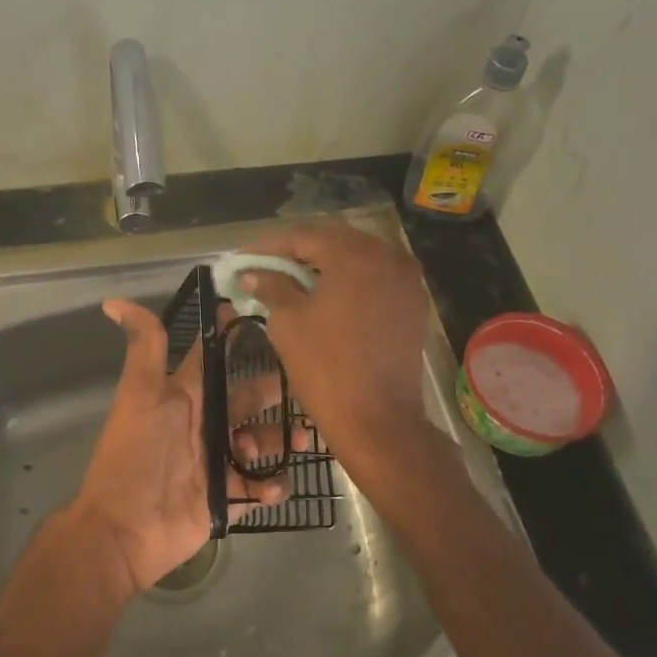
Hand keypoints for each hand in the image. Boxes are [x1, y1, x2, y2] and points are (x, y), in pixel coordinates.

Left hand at [60, 299, 286, 598]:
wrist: (123, 530)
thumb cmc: (134, 455)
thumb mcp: (141, 395)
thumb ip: (144, 348)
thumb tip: (113, 300)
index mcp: (184, 397)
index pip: (213, 360)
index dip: (235, 339)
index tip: (272, 320)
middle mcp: (202, 425)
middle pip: (244, 402)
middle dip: (272, 395)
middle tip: (306, 394)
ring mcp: (214, 464)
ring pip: (258, 443)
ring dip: (281, 440)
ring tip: (300, 441)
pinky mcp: (224, 499)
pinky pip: (256, 488)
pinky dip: (271, 486)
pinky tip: (275, 486)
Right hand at [238, 222, 438, 480]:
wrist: (378, 420)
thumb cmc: (326, 367)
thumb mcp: (288, 322)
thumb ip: (271, 286)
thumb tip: (252, 273)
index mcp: (355, 255)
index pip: (304, 236)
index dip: (269, 246)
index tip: (243, 258)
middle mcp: (388, 256)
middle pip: (334, 241)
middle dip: (297, 251)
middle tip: (265, 266)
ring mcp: (406, 280)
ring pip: (357, 259)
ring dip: (324, 265)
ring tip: (291, 280)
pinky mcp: (413, 304)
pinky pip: (375, 279)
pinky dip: (348, 281)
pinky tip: (325, 295)